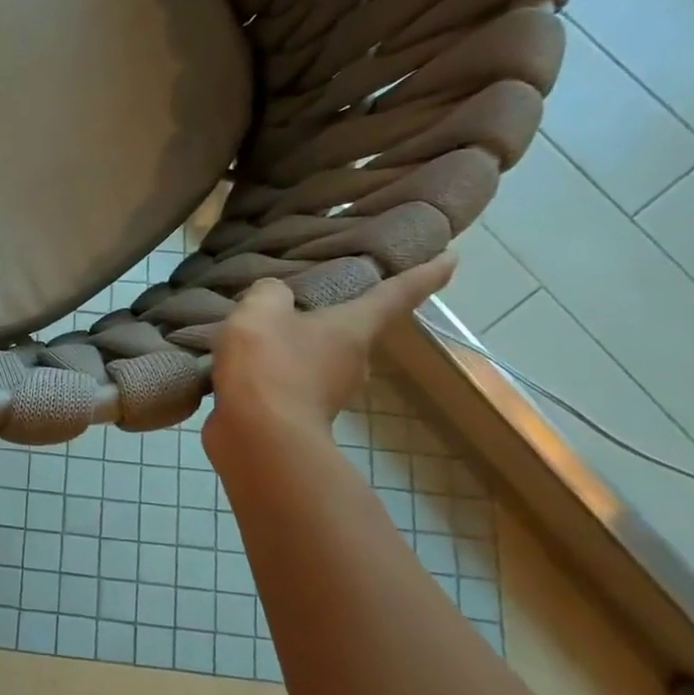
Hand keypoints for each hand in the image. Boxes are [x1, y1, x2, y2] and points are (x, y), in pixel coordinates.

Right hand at [203, 253, 457, 458]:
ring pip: (316, 354)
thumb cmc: (269, 366)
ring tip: (259, 329)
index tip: (450, 257)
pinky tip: (242, 363)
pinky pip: (288, 379)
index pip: (397, 293)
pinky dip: (272, 369)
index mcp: (354, 327)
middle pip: (351, 327)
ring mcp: (328, 391)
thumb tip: (275, 295)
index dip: (424, 273)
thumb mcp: (260, 311)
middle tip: (306, 294)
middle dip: (334, 312)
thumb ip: (268, 293)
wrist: (258, 437)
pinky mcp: (299, 412)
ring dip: (295, 343)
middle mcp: (353, 359)